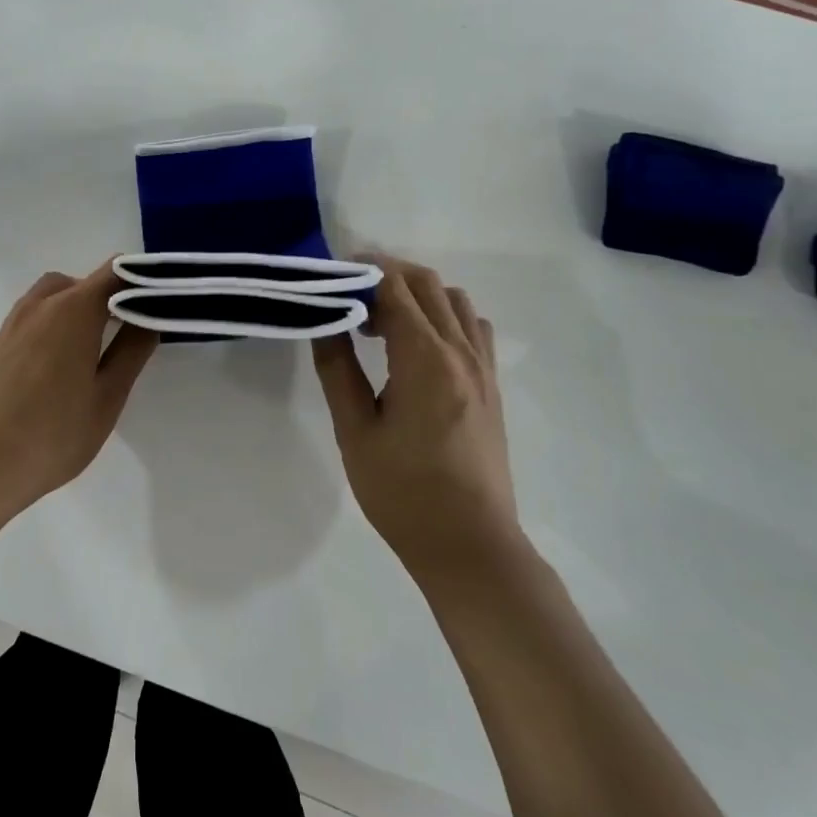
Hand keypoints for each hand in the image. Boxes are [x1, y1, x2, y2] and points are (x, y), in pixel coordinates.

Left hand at [0, 262, 157, 506]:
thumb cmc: (55, 434)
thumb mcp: (108, 397)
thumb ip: (132, 350)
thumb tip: (149, 316)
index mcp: (72, 311)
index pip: (114, 272)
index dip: (141, 279)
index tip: (162, 301)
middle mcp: (40, 305)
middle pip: (82, 282)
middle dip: (109, 295)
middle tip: (131, 331)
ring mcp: (14, 324)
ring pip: (54, 295)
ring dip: (79, 306)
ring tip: (96, 347)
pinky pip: (34, 315)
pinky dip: (55, 321)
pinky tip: (62, 363)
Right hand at [311, 256, 518, 575]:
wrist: (469, 543)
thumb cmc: (403, 492)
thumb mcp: (355, 431)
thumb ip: (337, 369)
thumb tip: (325, 321)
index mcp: (425, 360)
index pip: (395, 288)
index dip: (362, 272)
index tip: (331, 276)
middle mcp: (460, 351)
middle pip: (427, 283)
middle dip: (386, 274)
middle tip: (348, 293)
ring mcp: (483, 367)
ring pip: (454, 300)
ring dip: (416, 294)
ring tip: (380, 321)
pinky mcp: (492, 385)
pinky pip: (471, 326)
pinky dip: (444, 315)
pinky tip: (419, 345)